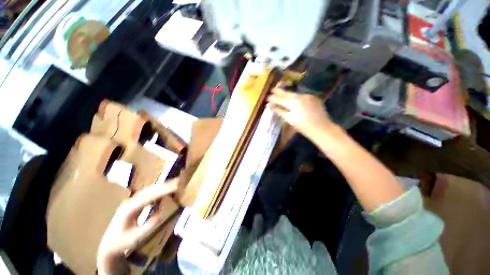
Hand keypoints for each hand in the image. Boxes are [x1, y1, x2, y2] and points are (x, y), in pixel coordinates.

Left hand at [97, 179, 177, 274]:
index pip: (148, 197)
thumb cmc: (122, 242)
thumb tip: (163, 212)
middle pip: (149, 190)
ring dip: (161, 186)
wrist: (109, 243)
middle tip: (178, 182)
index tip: (175, 187)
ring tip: (174, 183)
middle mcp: (130, 202)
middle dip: (164, 185)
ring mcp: (131, 202)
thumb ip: (149, 225)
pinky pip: (147, 194)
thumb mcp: (135, 238)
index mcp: (129, 210)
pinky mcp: (134, 203)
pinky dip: (157, 191)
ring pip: (148, 190)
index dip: (162, 191)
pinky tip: (164, 191)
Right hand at [267, 85, 334, 139]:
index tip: (267, 97)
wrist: (323, 129)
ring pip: (294, 94)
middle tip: (272, 89)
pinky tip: (292, 99)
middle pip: (287, 94)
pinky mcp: (313, 98)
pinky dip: (295, 97)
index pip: (280, 99)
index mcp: (294, 103)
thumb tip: (270, 105)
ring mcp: (308, 96)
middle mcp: (301, 96)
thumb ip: (279, 111)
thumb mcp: (289, 120)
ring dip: (287, 94)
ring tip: (280, 93)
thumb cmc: (304, 127)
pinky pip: (301, 96)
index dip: (273, 98)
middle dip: (279, 92)